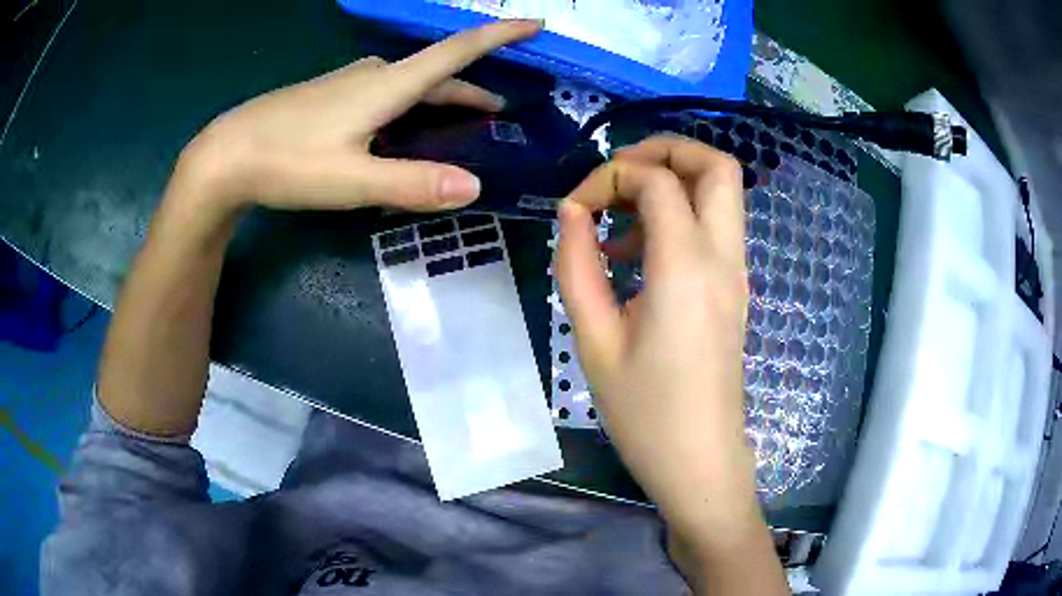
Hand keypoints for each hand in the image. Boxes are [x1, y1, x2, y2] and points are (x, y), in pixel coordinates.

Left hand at [174, 20, 541, 213]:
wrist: (226, 155)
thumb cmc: (288, 161)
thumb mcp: (354, 179)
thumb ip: (413, 183)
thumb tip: (475, 187)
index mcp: (388, 85)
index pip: (458, 50)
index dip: (500, 35)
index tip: (535, 23)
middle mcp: (373, 75)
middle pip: (435, 74)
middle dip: (470, 88)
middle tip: (496, 112)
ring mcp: (347, 83)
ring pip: (407, 84)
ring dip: (438, 98)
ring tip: (455, 123)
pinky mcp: (329, 97)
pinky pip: (382, 93)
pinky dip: (406, 106)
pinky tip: (396, 130)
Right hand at [556, 135, 757, 539]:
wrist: (699, 461)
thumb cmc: (644, 412)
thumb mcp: (594, 339)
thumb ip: (577, 264)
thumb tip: (572, 211)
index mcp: (687, 267)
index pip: (656, 179)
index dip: (608, 177)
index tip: (574, 210)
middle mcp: (724, 257)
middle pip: (716, 164)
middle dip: (664, 151)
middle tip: (618, 175)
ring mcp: (737, 272)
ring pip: (722, 191)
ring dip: (673, 182)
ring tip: (622, 222)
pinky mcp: (735, 288)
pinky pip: (716, 225)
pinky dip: (682, 214)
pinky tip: (640, 255)